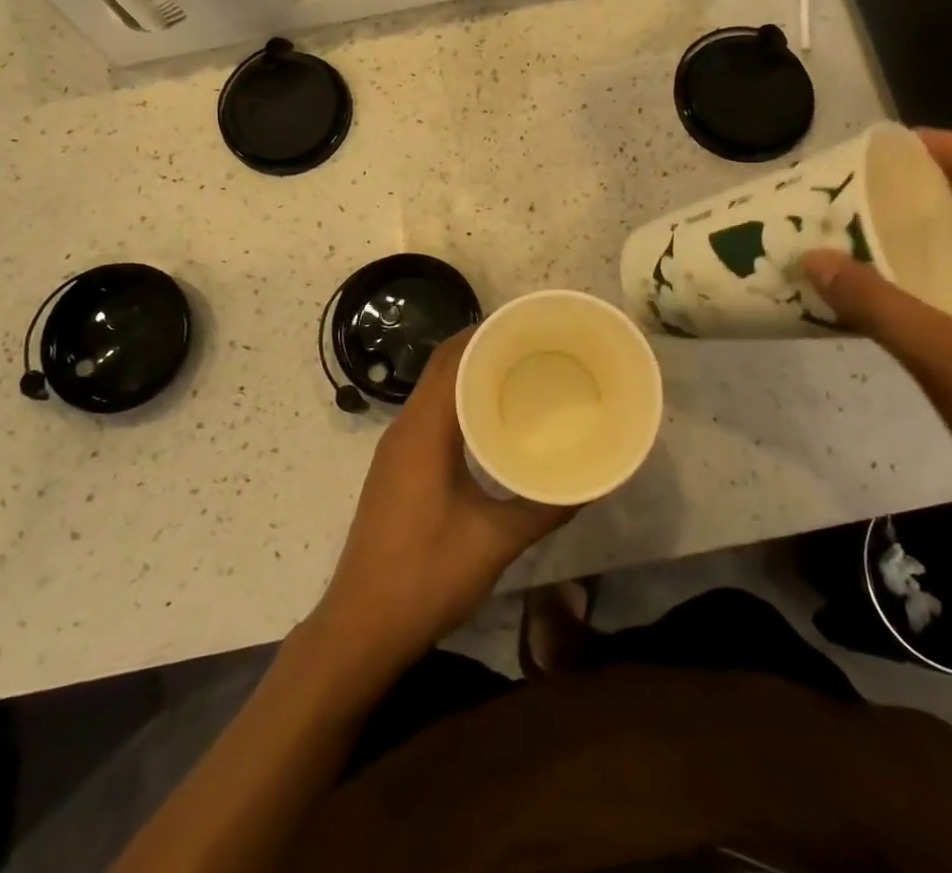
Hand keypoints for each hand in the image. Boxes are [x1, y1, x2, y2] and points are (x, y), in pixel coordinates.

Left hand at [308, 330, 573, 668]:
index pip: (452, 358)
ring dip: (468, 375)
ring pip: (433, 390)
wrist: (362, 625)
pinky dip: (457, 403)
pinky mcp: (396, 467)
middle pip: (441, 366)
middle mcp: (405, 427)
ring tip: (518, 375)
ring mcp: (396, 448)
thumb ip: (544, 509)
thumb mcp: (495, 541)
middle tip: (533, 347)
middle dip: (482, 348)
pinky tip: (488, 422)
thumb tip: (589, 484)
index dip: (487, 334)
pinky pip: (428, 415)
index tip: (528, 326)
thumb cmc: (427, 574)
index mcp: (424, 429)